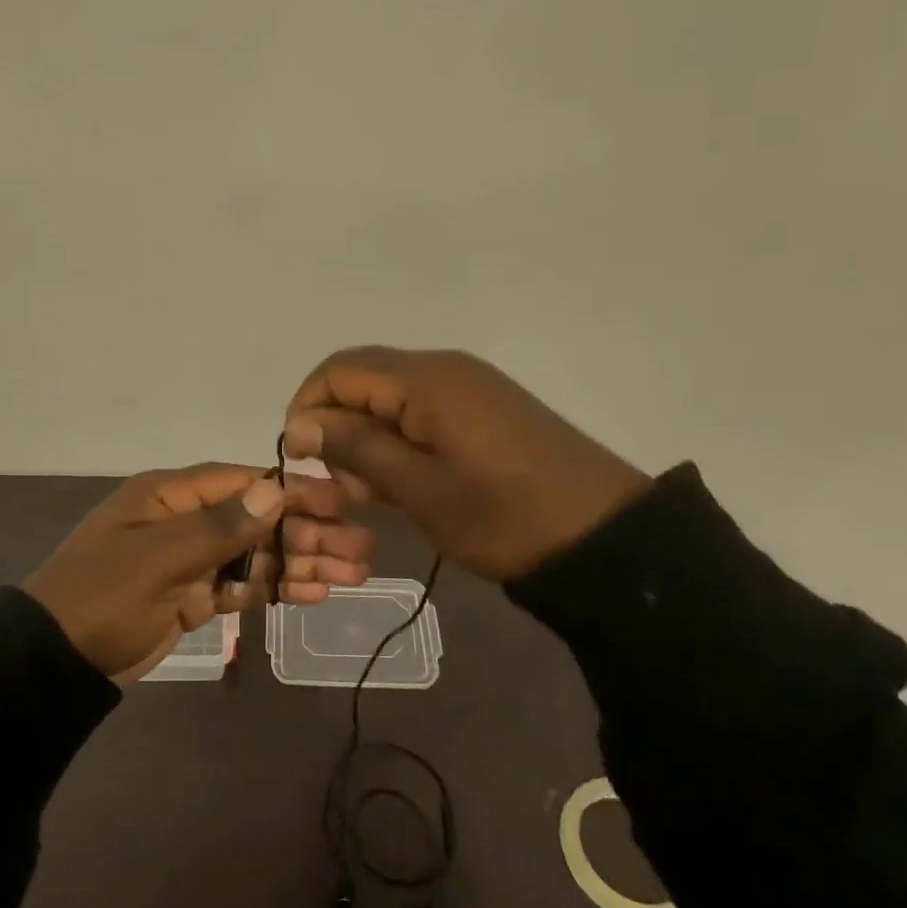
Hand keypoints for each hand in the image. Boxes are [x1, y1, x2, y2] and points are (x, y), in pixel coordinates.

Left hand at [24, 464, 372, 681]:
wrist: (54, 662)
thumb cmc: (101, 597)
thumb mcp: (157, 558)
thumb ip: (218, 527)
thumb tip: (275, 490)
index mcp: (171, 494)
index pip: (244, 482)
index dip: (294, 490)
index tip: (342, 499)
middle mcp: (186, 518)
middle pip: (259, 518)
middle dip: (309, 530)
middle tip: (362, 546)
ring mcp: (191, 558)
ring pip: (258, 553)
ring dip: (303, 561)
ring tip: (356, 572)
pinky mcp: (194, 595)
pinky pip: (244, 585)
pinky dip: (278, 588)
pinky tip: (317, 593)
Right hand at [282, 347, 651, 580]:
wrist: (606, 539)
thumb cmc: (504, 517)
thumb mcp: (420, 489)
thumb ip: (356, 448)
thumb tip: (300, 423)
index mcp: (426, 380)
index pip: (338, 370)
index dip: (307, 408)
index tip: (301, 459)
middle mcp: (443, 368)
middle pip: (361, 377)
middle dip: (334, 423)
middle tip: (337, 482)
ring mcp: (468, 386)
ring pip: (389, 395)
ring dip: (365, 435)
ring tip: (367, 492)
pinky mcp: (484, 408)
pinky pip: (420, 408)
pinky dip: (396, 438)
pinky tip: (401, 481)